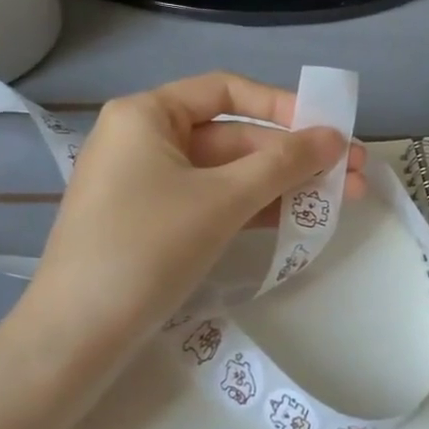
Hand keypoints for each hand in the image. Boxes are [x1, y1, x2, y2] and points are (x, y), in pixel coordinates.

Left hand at [7, 72, 364, 366]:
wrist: (75, 337)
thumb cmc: (147, 248)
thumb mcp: (223, 200)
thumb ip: (283, 163)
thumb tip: (334, 137)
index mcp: (147, 115)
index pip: (226, 92)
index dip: (282, 106)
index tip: (327, 129)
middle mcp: (144, 140)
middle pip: (233, 136)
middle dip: (294, 155)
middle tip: (352, 173)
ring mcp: (148, 185)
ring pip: (228, 173)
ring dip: (283, 184)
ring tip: (342, 199)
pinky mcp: (154, 224)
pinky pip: (213, 202)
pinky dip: (254, 208)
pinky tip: (299, 218)